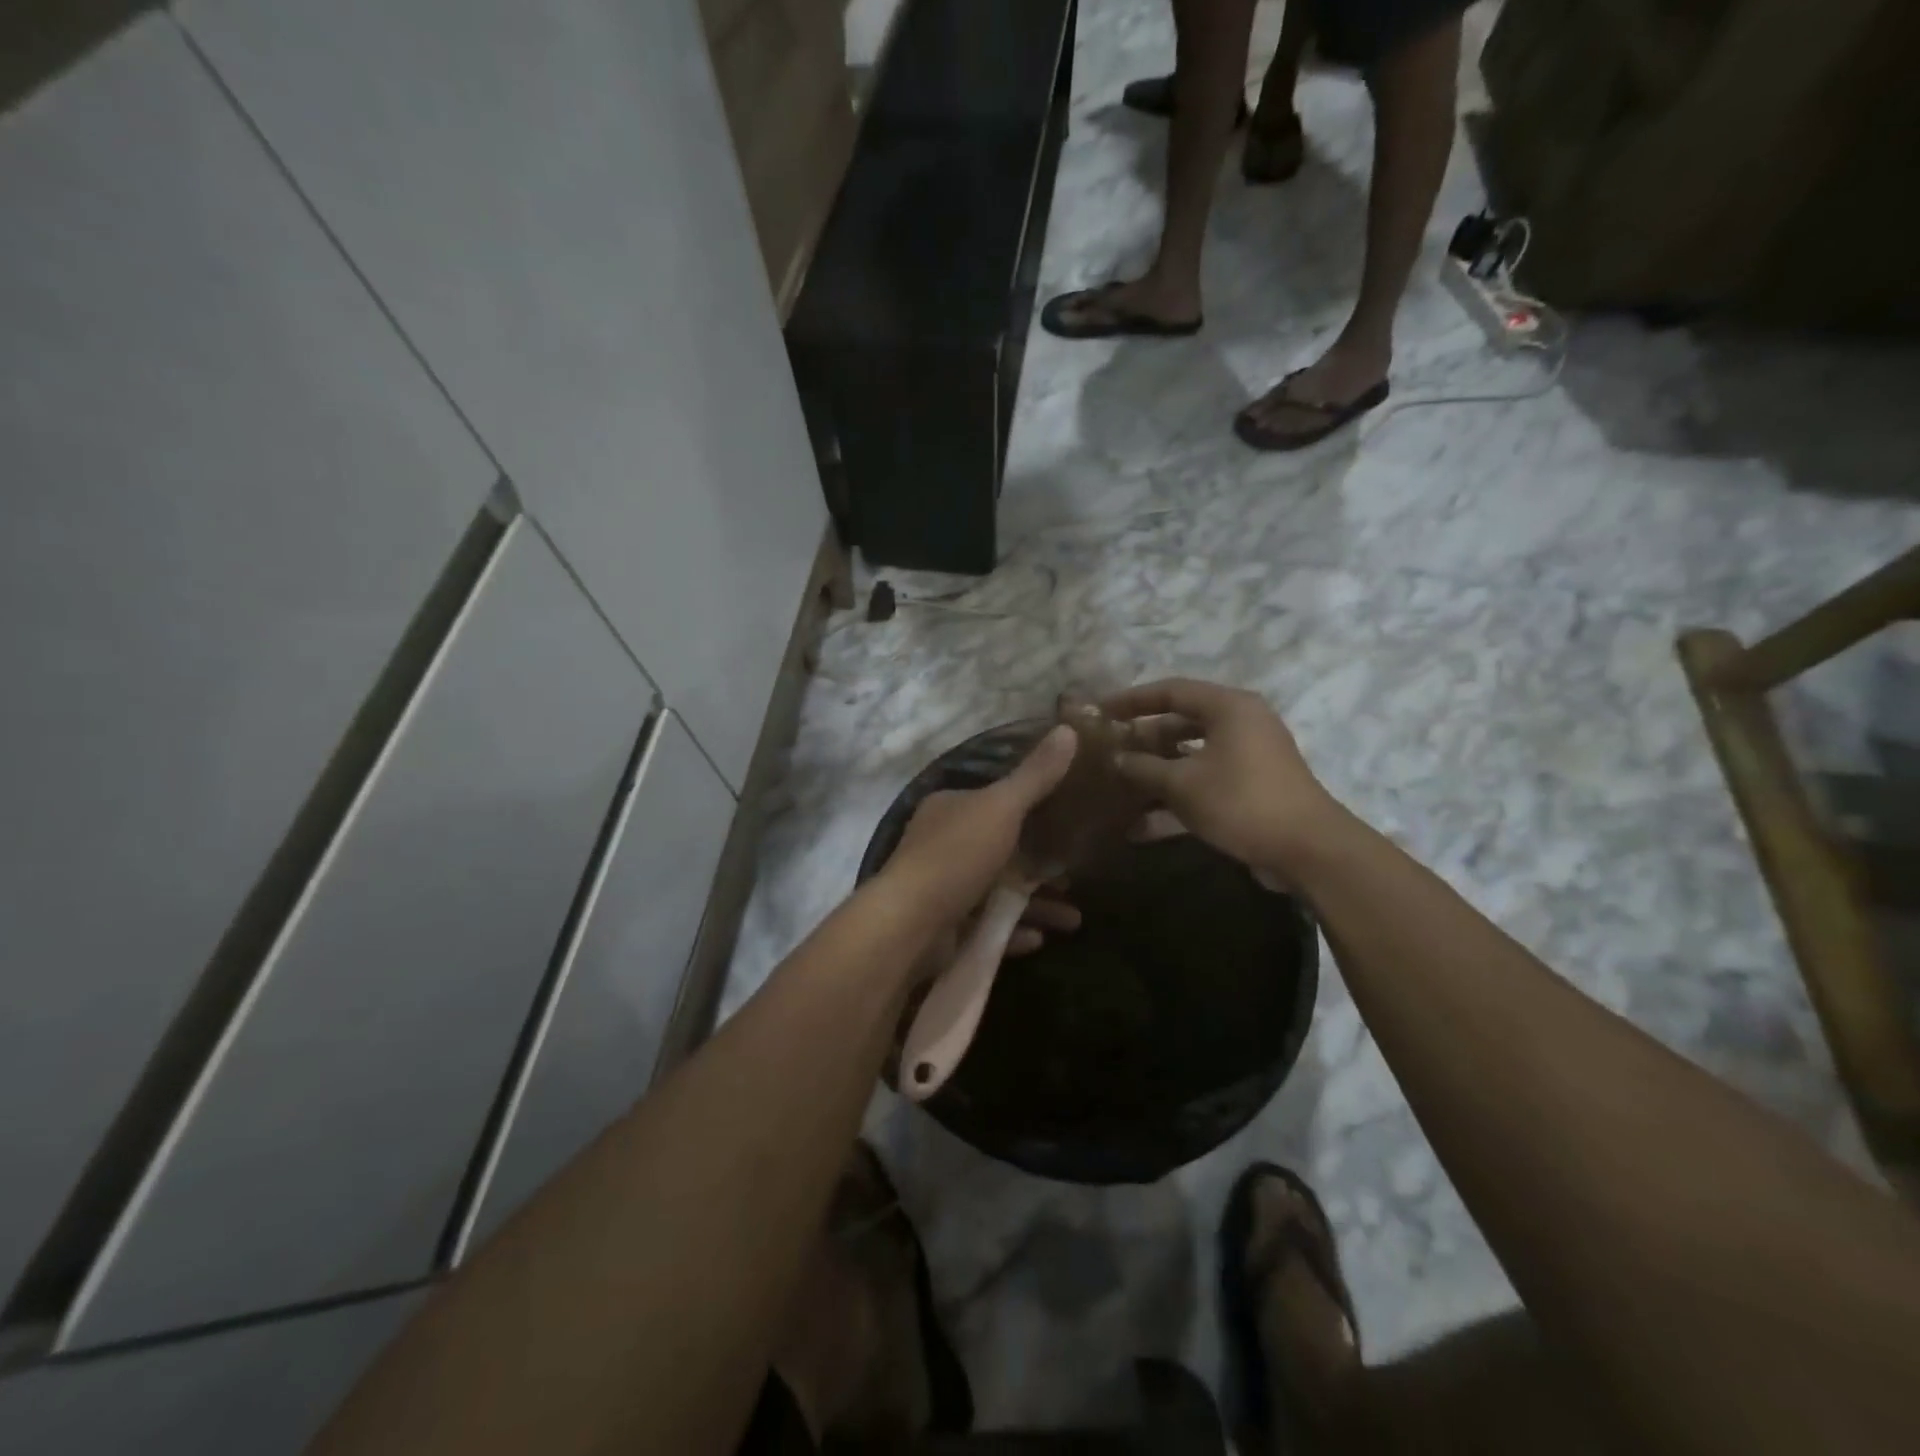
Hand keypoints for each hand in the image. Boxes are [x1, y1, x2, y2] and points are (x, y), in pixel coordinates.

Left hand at [880, 725, 1080, 941]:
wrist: (910, 925)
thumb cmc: (956, 856)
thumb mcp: (1001, 808)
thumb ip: (1035, 776)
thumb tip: (1068, 729)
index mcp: (950, 808)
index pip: (996, 801)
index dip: (1033, 808)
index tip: (1070, 821)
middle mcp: (943, 844)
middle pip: (1002, 849)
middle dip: (1042, 864)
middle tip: (1075, 875)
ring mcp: (943, 888)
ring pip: (999, 892)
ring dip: (1037, 903)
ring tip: (1074, 919)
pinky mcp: (945, 928)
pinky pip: (988, 927)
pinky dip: (1015, 930)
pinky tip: (1042, 938)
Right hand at [1102, 678, 1342, 875]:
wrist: (1307, 849)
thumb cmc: (1241, 801)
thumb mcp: (1183, 784)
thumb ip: (1144, 767)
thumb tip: (1117, 758)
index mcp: (1229, 707)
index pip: (1171, 690)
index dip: (1132, 700)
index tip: (1101, 711)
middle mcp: (1240, 724)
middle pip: (1180, 723)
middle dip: (1142, 740)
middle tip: (1108, 751)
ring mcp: (1247, 758)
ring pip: (1191, 756)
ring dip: (1156, 772)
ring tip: (1118, 786)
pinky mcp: (1250, 788)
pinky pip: (1204, 783)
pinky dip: (1177, 798)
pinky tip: (1141, 825)